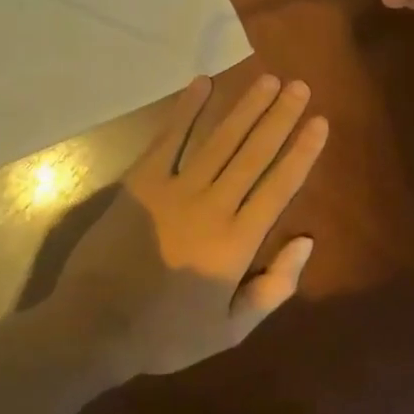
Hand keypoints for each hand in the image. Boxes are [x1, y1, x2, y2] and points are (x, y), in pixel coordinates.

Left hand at [51, 74, 326, 378]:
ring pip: (220, 139)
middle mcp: (213, 206)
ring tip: (268, 80)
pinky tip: (203, 84)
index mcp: (237, 242)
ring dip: (246, 107)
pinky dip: (187, 110)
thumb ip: (273, 288)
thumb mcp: (230, 330)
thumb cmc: (166, 333)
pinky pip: (169, 138)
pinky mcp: (142, 181)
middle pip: (254, 153)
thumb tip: (307, 241)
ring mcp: (175, 189)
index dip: (301, 151)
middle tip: (299, 86)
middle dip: (280, 116)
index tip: (319, 122)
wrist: (94, 327)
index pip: (279, 186)